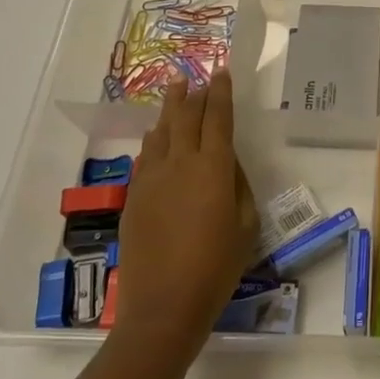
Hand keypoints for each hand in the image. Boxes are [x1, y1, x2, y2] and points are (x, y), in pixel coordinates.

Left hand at [111, 68, 258, 342]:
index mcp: (214, 167)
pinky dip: (153, 142)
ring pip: (160, 132)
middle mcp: (180, 163)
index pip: (218, 117)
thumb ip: (239, 185)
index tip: (221, 71)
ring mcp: (152, 179)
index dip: (221, 92)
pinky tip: (155, 139)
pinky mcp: (134, 197)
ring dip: (169, 110)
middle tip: (194, 76)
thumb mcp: (246, 225)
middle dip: (192, 92)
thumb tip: (228, 163)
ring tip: (174, 93)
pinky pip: (145, 157)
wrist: (164, 306)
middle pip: (185, 116)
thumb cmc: (217, 267)